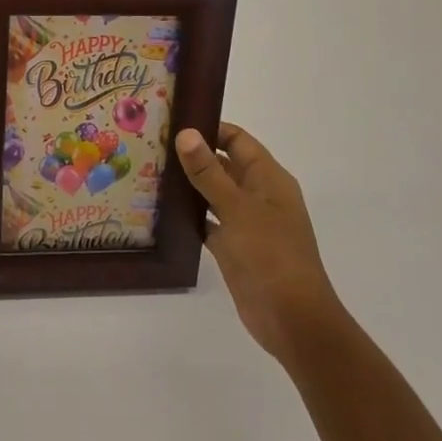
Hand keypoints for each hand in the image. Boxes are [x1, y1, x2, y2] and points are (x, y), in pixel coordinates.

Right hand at [175, 122, 337, 362]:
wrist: (292, 318)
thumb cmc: (270, 255)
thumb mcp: (237, 208)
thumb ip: (209, 172)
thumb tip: (186, 133)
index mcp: (269, 179)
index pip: (238, 140)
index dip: (210, 128)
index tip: (173, 122)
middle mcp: (259, 196)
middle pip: (225, 165)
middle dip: (194, 155)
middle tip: (152, 145)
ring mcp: (247, 223)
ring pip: (214, 194)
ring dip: (189, 185)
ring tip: (150, 171)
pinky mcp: (235, 248)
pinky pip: (209, 222)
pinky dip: (190, 215)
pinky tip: (162, 210)